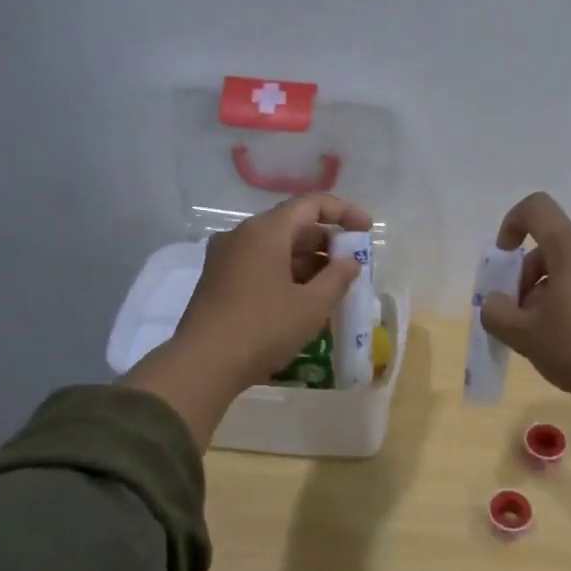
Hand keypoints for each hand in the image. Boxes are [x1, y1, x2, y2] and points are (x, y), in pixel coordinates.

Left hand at [123, 194, 372, 445]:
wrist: (203, 365)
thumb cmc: (263, 329)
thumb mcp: (311, 306)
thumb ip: (338, 278)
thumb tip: (350, 262)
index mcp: (265, 231)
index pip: (311, 204)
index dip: (344, 212)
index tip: (367, 230)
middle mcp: (241, 235)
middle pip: (292, 225)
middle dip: (327, 241)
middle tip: (353, 264)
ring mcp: (226, 258)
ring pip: (276, 248)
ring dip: (308, 261)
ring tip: (334, 286)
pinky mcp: (218, 281)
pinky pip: (260, 265)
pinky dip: (286, 274)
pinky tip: (304, 299)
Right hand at [479, 192, 570, 401]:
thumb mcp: (522, 334)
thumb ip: (495, 312)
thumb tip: (496, 303)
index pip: (537, 209)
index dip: (511, 224)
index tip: (504, 260)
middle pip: (551, 246)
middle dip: (526, 276)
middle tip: (518, 316)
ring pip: (570, 267)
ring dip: (546, 291)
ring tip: (540, 333)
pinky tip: (567, 338)